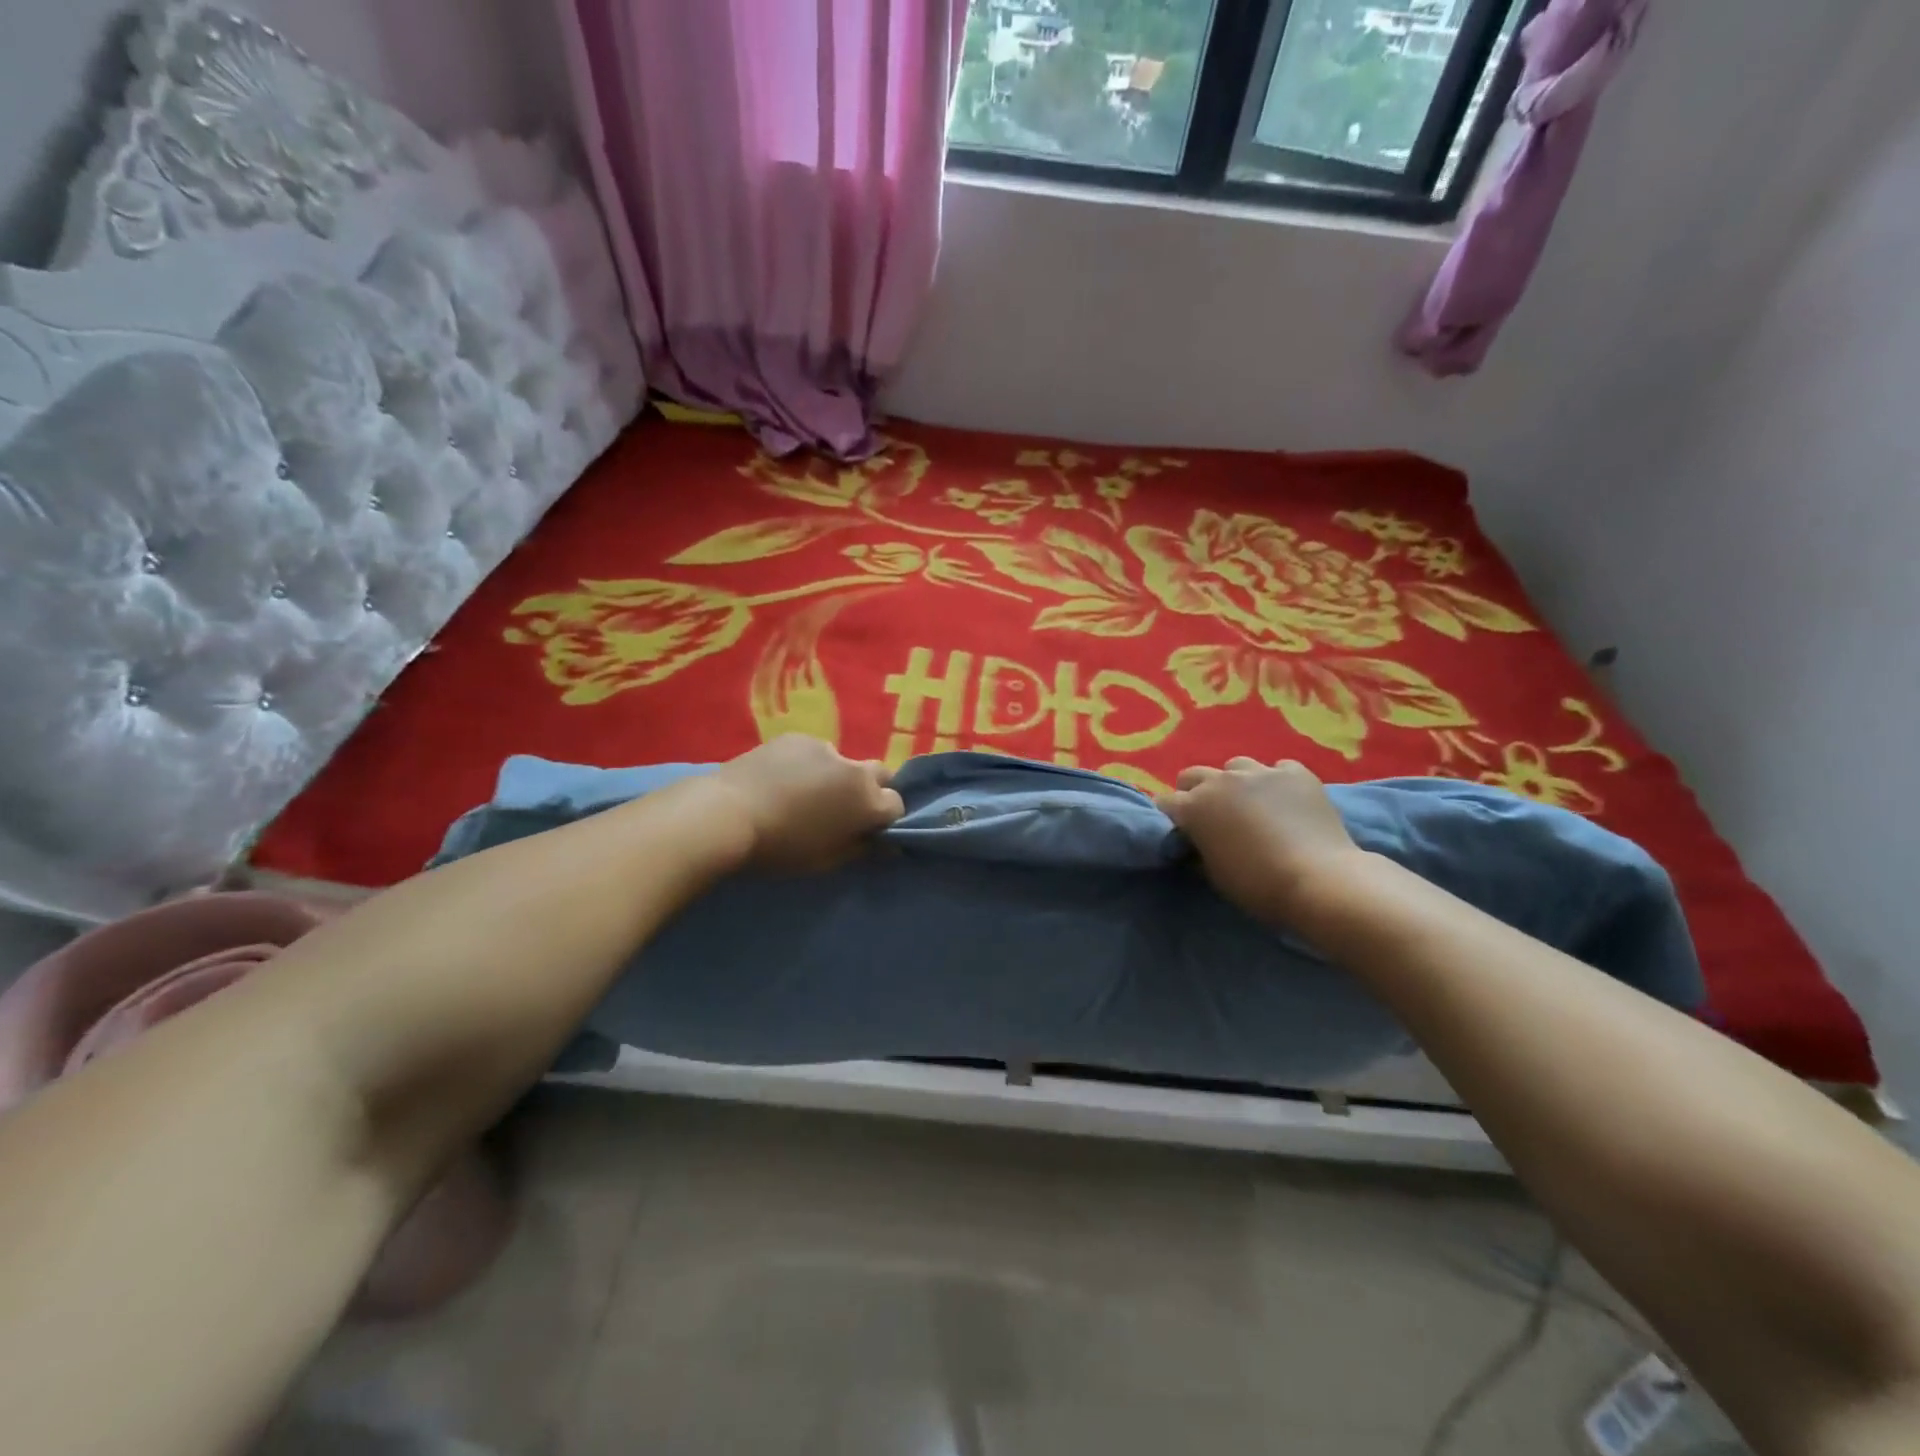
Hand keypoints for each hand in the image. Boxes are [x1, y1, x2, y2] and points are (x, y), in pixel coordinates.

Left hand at [712, 736, 904, 871]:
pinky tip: (780, 780)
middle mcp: (854, 769)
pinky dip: (805, 765)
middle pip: (880, 775)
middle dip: (871, 789)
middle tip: (843, 809)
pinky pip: (812, 753)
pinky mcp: (796, 737)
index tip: (866, 830)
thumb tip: (881, 842)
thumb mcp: (825, 860)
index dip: (883, 819)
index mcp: (867, 801)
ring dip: (834, 777)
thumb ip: (860, 848)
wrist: (727, 814)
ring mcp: (825, 748)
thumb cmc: (780, 848)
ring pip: (842, 762)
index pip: (896, 805)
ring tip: (801, 794)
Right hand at [1158, 757, 1365, 923]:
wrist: (1319, 880)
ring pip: (1236, 766)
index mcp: (1194, 807)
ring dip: (1237, 783)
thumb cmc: (1258, 886)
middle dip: (1196, 792)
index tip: (1182, 832)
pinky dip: (1277, 782)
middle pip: (1194, 775)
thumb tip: (1195, 844)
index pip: (1166, 802)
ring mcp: (1260, 772)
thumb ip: (1199, 850)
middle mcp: (1221, 781)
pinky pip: (1278, 769)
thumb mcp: (1215, 875)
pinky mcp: (1296, 773)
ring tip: (1252, 804)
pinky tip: (1288, 801)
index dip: (1172, 817)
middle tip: (1212, 816)